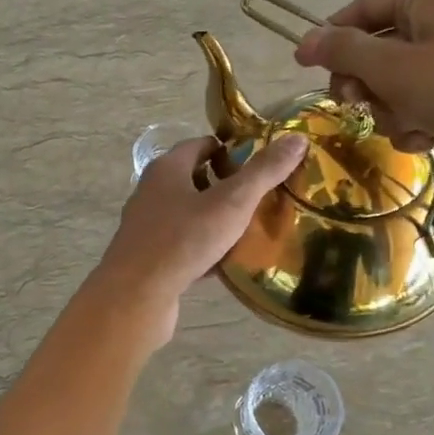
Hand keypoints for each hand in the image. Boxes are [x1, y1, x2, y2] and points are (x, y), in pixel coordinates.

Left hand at [91, 133, 308, 338]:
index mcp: (167, 169)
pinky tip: (225, 263)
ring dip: (215, 220)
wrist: (136, 295)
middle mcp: (151, 191)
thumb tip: (297, 138)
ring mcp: (147, 226)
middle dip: (226, 187)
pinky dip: (203, 250)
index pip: (201, 145)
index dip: (231, 151)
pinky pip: (182, 245)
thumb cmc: (183, 239)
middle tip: (260, 199)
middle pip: (194, 180)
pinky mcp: (148, 257)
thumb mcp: (232, 202)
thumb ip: (264, 171)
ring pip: (189, 215)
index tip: (260, 166)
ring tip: (249, 231)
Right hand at [292, 0, 433, 201]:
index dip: (329, 37)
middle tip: (355, 104)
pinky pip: (417, 103)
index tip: (302, 66)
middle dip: (364, 83)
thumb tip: (304, 40)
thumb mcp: (391, 67)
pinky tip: (425, 139)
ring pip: (392, 83)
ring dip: (388, 109)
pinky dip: (412, 123)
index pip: (361, 9)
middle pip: (374, 49)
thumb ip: (343, 51)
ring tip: (407, 124)